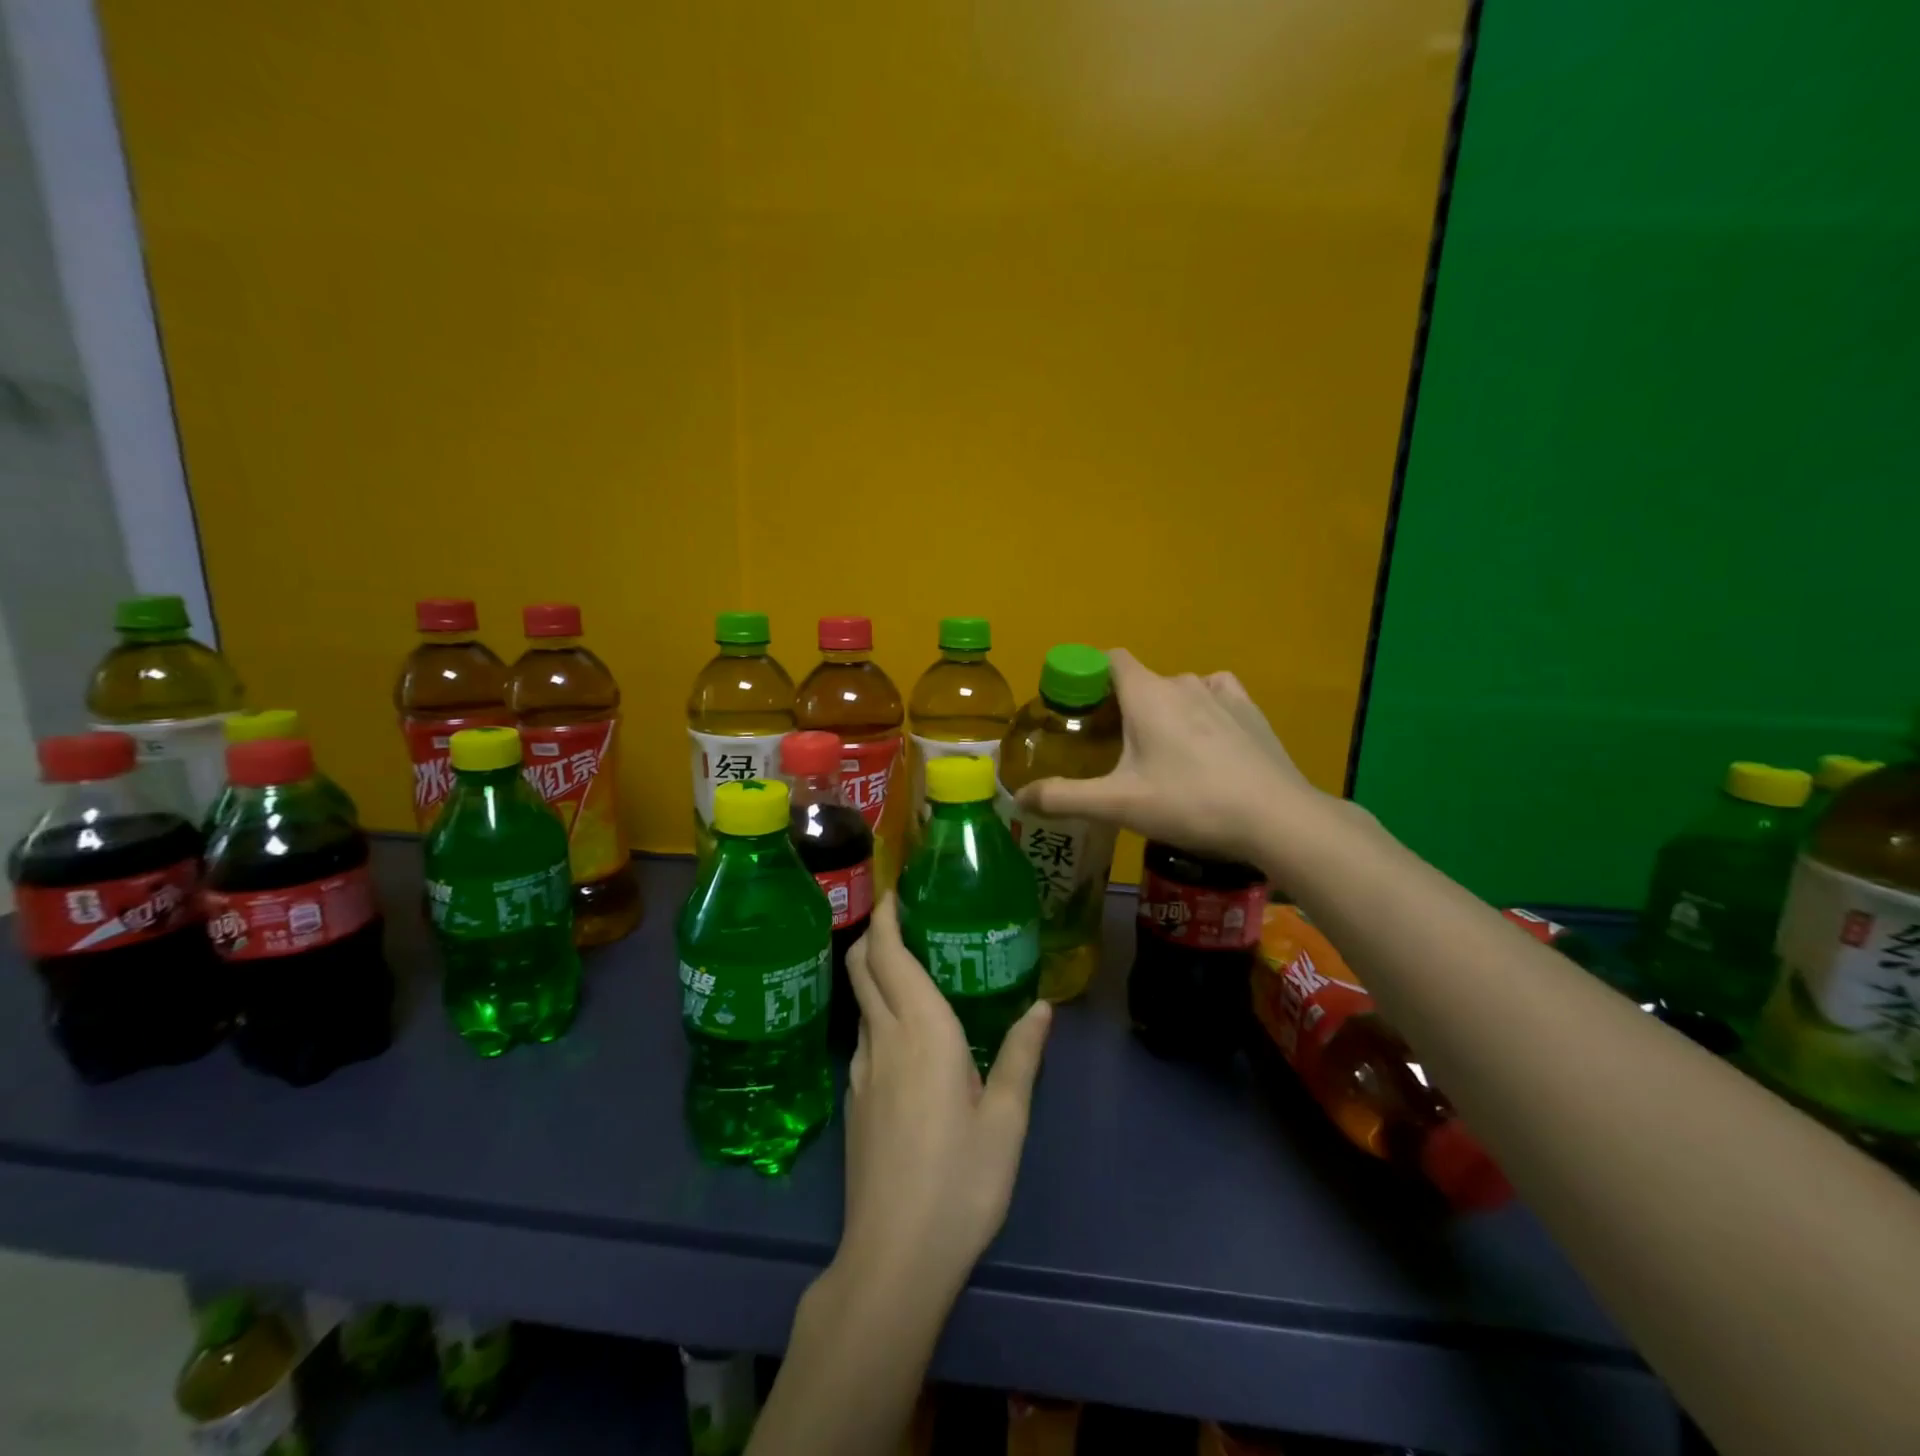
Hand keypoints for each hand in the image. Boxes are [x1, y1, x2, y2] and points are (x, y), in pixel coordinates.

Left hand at [840, 895, 1050, 1293]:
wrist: (893, 1257)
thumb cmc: (961, 1181)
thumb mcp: (1007, 1119)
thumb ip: (1022, 1055)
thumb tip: (1042, 1006)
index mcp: (922, 1030)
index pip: (888, 954)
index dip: (884, 916)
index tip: (893, 889)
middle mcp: (884, 1039)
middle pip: (861, 968)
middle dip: (873, 934)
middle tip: (902, 916)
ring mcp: (861, 1071)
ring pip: (861, 1002)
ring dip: (875, 973)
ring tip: (913, 968)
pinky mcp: (854, 1101)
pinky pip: (865, 1037)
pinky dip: (878, 1013)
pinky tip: (907, 1035)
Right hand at [1016, 649, 1321, 865]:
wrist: (1277, 818)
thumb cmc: (1190, 803)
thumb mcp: (1119, 805)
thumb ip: (1065, 798)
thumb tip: (1019, 797)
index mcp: (1146, 694)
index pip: (1110, 659)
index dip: (1090, 675)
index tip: (1078, 707)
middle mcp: (1182, 682)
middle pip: (1141, 681)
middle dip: (1123, 705)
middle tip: (1112, 748)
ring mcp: (1222, 694)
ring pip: (1179, 690)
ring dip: (1163, 710)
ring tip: (1159, 751)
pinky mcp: (1251, 712)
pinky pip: (1216, 695)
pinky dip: (1202, 709)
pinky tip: (1204, 740)